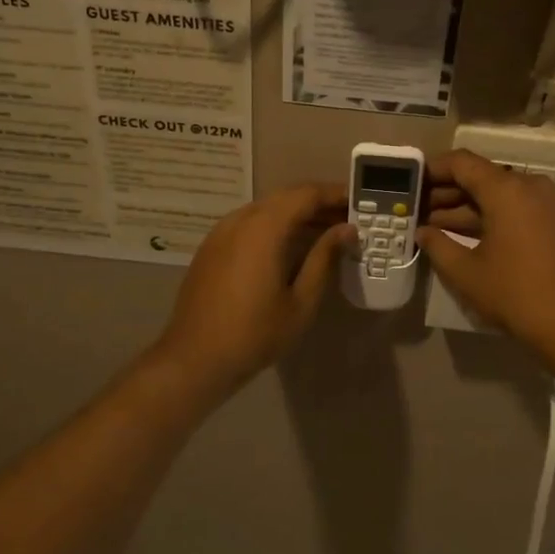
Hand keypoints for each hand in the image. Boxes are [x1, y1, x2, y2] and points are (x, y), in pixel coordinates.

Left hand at [155, 183, 352, 395]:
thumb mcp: (301, 301)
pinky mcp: (211, 247)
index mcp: (264, 228)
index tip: (360, 202)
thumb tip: (347, 230)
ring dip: (296, 213)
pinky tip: (290, 245)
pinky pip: (249, 222)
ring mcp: (221, 232)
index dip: (334, 194)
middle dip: (318, 202)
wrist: (195, 359)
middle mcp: (240, 220)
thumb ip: (324, 258)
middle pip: (285, 197)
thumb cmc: (255, 334)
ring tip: (325, 231)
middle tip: (348, 217)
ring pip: (266, 208)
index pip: (306, 195)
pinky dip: (274, 224)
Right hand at [418, 151, 554, 368]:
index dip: (433, 170)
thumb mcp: (466, 273)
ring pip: (502, 194)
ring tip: (439, 227)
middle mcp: (531, 186)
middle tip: (420, 211)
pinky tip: (473, 237)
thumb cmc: (516, 296)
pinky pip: (521, 208)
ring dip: (470, 207)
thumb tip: (422, 231)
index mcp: (507, 190)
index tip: (412, 185)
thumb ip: (437, 245)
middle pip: (483, 177)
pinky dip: (495, 216)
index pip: (462, 163)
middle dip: (449, 192)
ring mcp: (551, 203)